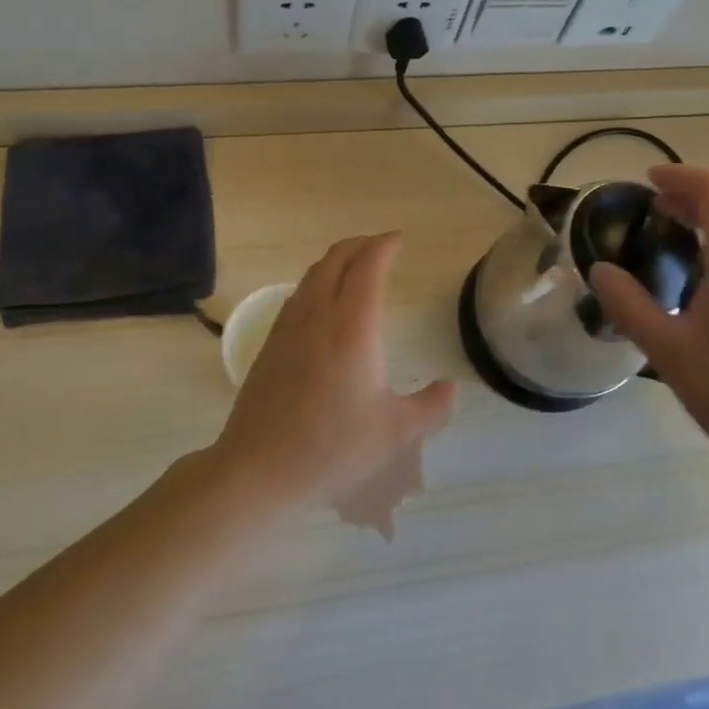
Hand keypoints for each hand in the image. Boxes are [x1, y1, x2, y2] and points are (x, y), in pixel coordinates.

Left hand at [211, 232, 457, 513]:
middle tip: (380, 246)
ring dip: (336, 261)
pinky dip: (316, 282)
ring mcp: (288, 327)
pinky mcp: (270, 344)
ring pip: (312, 275)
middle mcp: (318, 315)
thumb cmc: (332, 448)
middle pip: (336, 259)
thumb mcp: (395, 433)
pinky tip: (322, 303)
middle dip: (360, 245)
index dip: (384, 246)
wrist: (258, 468)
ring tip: (354, 267)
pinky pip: (297, 295)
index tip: (398, 239)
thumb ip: (431, 407)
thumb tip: (451, 387)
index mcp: (353, 326)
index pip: (368, 266)